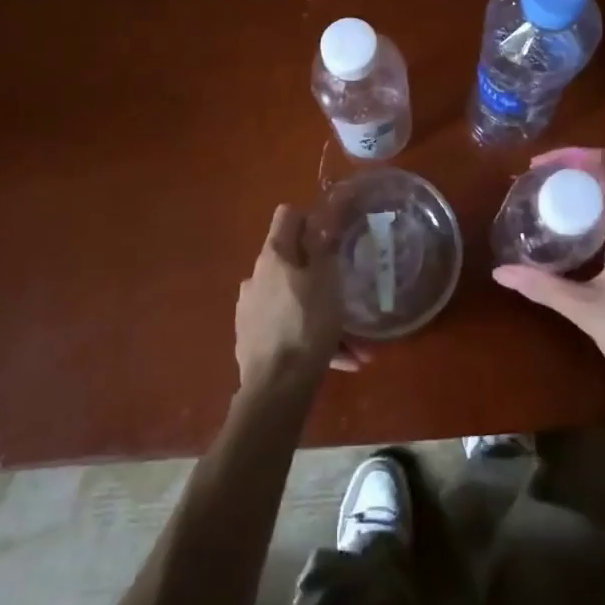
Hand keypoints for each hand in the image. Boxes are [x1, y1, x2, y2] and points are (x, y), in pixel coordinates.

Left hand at [235, 204, 368, 392]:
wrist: (276, 389)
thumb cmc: (308, 324)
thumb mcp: (327, 280)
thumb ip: (321, 247)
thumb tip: (315, 221)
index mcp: (273, 256)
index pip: (287, 216)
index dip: (310, 219)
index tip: (330, 236)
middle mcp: (255, 277)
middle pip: (291, 263)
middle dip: (321, 277)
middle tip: (346, 295)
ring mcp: (249, 311)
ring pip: (293, 302)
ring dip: (321, 315)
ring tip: (354, 344)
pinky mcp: (251, 341)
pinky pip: (286, 329)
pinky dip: (309, 338)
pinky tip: (339, 360)